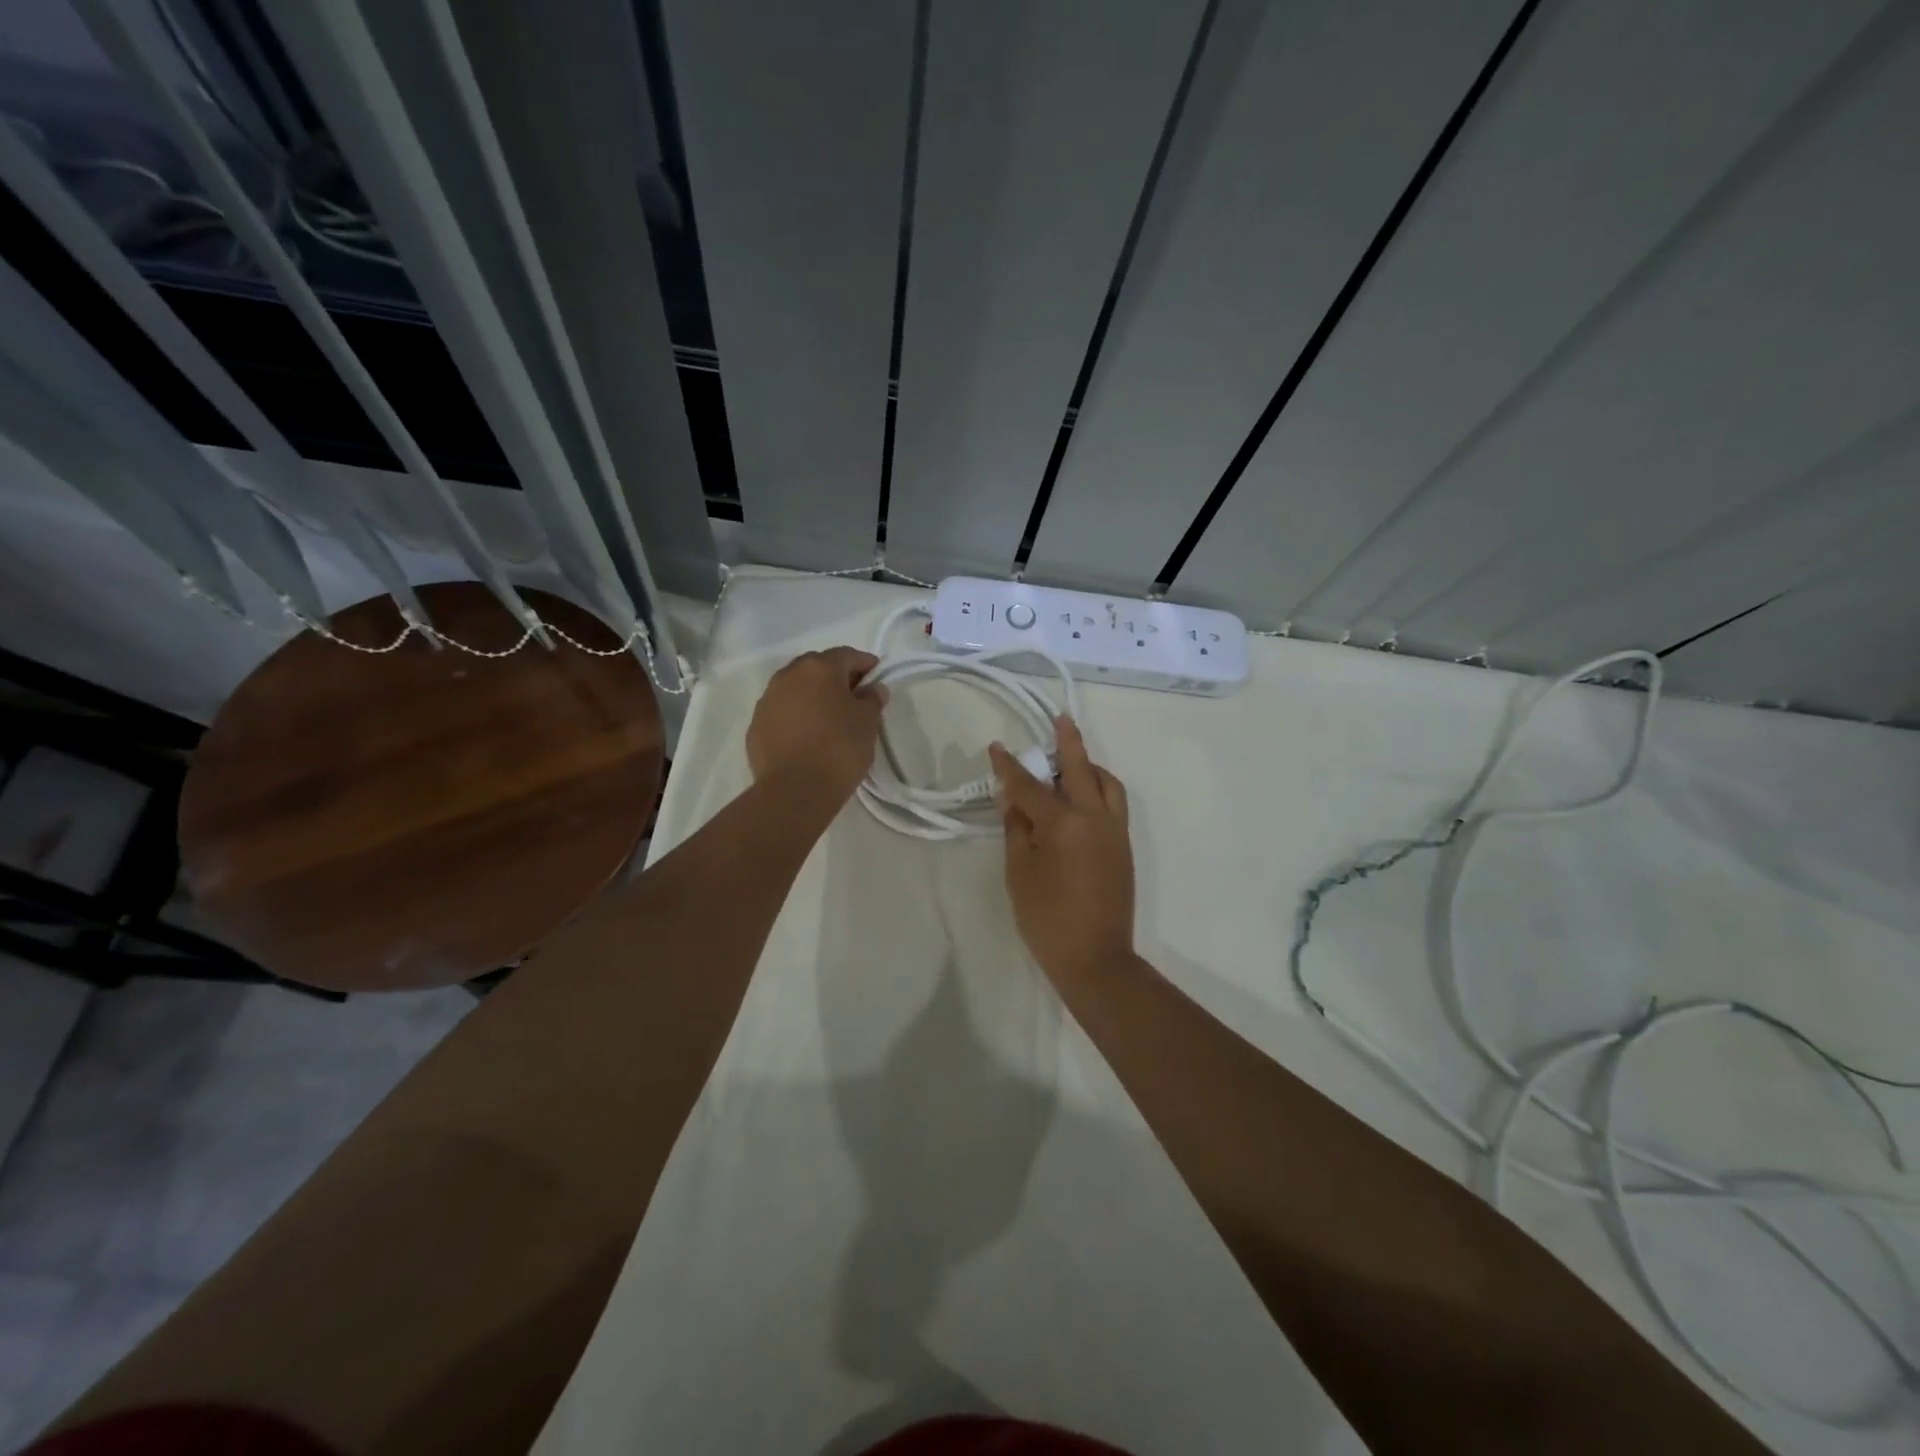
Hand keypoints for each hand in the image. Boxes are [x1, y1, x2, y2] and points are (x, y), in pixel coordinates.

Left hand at [746, 648, 886, 807]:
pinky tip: (807, 735)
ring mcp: (767, 699)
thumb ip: (872, 700)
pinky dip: (796, 715)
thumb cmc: (839, 749)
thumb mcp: (867, 723)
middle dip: (836, 677)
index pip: (847, 655)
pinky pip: (782, 711)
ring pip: (796, 688)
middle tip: (854, 697)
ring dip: (813, 695)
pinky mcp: (756, 725)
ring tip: (828, 717)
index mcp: (819, 668)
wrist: (795, 790)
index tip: (877, 678)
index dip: (865, 664)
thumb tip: (873, 689)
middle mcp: (788, 675)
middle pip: (817, 667)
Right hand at [988, 716, 1134, 986]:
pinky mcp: (1124, 845)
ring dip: (1089, 765)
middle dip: (1067, 741)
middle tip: (1059, 719)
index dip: (1009, 766)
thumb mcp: (1019, 872)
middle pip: (1080, 768)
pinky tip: (1083, 795)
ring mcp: (1114, 830)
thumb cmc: (1047, 918)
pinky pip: (1114, 802)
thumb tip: (1013, 799)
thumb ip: (1016, 829)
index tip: (997, 747)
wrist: (1096, 958)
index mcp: (1063, 823)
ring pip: (1106, 782)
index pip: (1030, 785)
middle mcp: (1094, 817)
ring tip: (1071, 762)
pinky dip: (1100, 787)